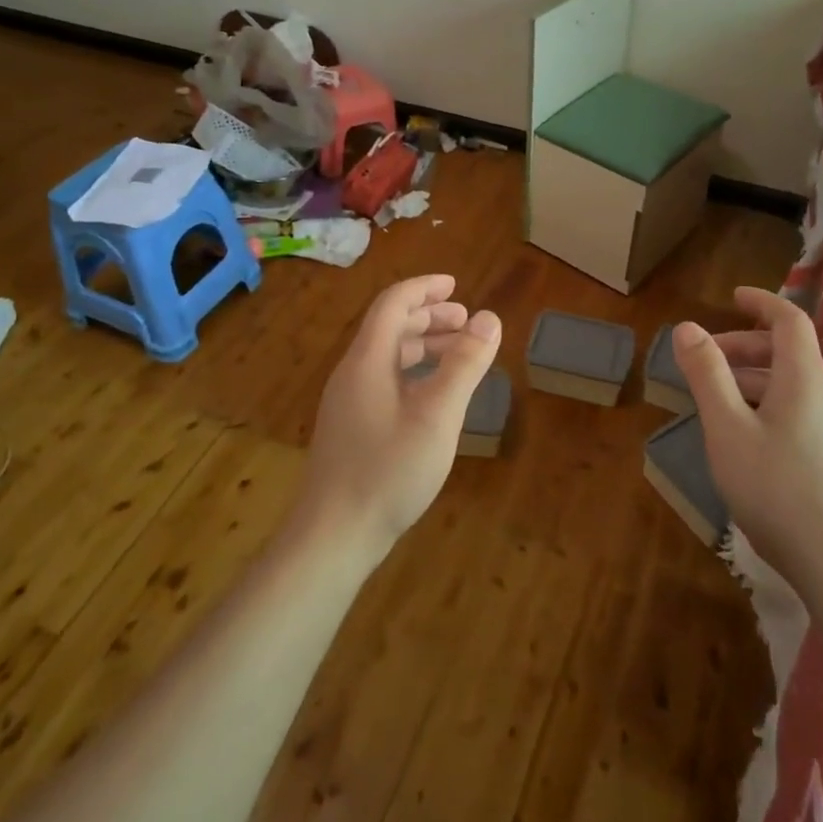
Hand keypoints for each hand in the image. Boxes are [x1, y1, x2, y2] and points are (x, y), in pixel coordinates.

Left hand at [300, 274, 501, 559]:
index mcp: (368, 361)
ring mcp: (349, 403)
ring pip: (387, 357)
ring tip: (459, 352)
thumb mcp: (437, 416)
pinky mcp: (352, 429)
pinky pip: (385, 382)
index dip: (424, 289)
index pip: (393, 305)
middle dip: (429, 316)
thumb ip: (464, 365)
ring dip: (423, 345)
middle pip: (389, 328)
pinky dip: (414, 373)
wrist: (333, 536)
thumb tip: (489, 318)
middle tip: (466, 321)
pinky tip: (434, 396)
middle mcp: (353, 374)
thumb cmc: (388, 471)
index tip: (456, 285)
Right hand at [673, 287, 822, 590]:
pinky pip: (802, 411)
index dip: (761, 302)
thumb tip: (688, 327)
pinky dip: (770, 404)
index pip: (789, 320)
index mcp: (805, 379)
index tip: (732, 296)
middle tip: (706, 360)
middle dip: (745, 346)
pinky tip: (747, 437)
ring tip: (716, 401)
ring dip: (754, 379)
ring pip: (794, 385)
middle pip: (789, 353)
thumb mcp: (727, 429)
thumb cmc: (776, 489)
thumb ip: (707, 375)